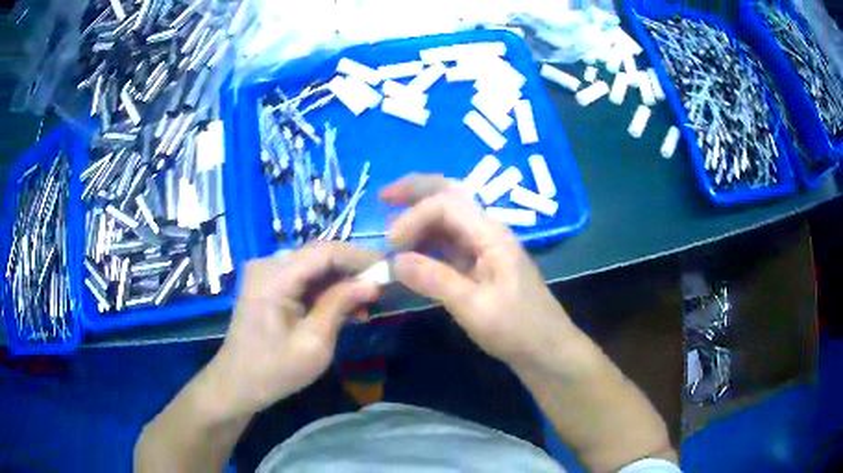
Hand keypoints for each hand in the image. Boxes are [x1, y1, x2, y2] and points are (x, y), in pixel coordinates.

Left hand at [204, 242, 380, 417]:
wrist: (236, 384)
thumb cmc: (274, 371)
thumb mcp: (313, 343)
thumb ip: (340, 306)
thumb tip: (372, 282)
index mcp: (274, 276)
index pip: (325, 251)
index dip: (360, 257)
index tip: (389, 270)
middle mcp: (267, 264)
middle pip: (318, 255)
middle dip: (351, 270)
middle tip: (381, 289)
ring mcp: (265, 273)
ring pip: (312, 266)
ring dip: (339, 281)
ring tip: (365, 303)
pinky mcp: (267, 284)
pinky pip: (301, 278)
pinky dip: (323, 290)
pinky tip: (341, 307)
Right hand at [381, 174, 578, 369]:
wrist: (546, 349)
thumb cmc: (517, 329)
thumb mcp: (474, 308)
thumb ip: (434, 280)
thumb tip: (394, 261)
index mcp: (491, 235)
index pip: (446, 205)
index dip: (413, 217)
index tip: (390, 246)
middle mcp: (488, 232)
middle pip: (450, 195)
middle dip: (416, 191)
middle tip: (383, 196)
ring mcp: (484, 247)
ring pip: (448, 218)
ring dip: (418, 216)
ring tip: (390, 224)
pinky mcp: (480, 264)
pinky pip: (448, 243)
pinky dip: (426, 241)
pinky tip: (409, 250)